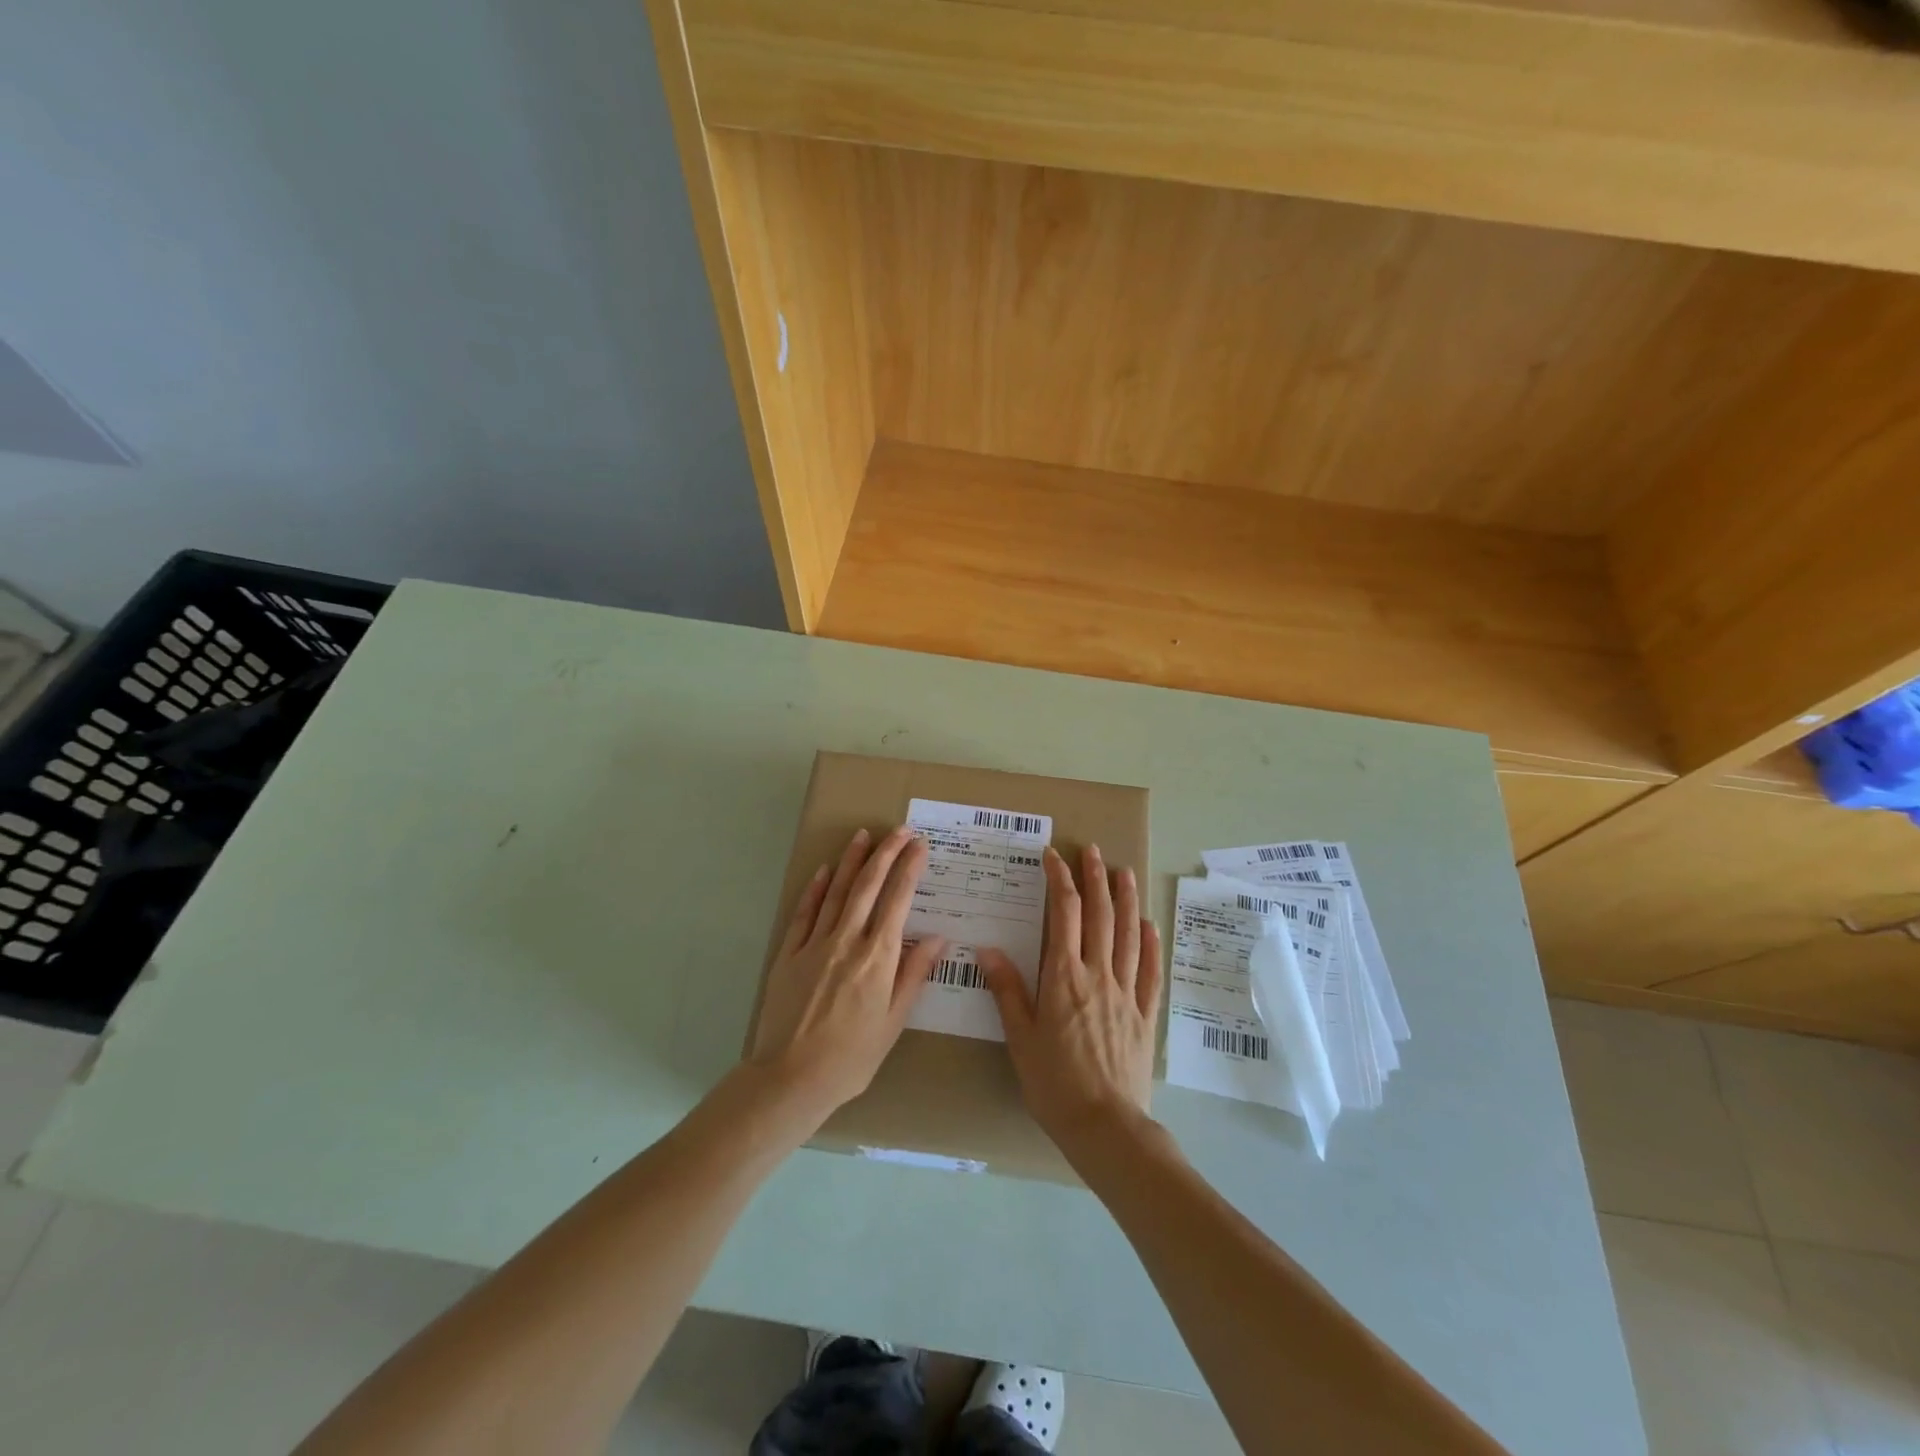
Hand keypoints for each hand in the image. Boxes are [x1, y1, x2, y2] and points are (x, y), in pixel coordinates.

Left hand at [749, 826, 944, 1126]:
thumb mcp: (893, 1021)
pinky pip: (805, 912)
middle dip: (886, 853)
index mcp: (878, 957)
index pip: (898, 900)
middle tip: (899, 830)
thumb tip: (939, 937)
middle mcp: (847, 940)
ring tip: (863, 835)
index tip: (920, 845)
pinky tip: (825, 871)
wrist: (791, 1078)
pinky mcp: (789, 953)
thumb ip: (915, 974)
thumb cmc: (852, 1057)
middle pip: (868, 885)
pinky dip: (816, 889)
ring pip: (837, 891)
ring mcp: (815, 944)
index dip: (910, 868)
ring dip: (852, 860)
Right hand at [981, 844, 1162, 1155]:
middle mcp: (1098, 974)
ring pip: (1129, 934)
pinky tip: (1148, 925)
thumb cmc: (1054, 1082)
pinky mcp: (1144, 1013)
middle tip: (1093, 851)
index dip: (1060, 880)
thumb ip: (1007, 990)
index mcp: (1064, 976)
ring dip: (1126, 900)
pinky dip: (1150, 943)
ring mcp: (1126, 992)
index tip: (1053, 856)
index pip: (1064, 914)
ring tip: (1124, 872)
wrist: (1105, 1125)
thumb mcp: (1020, 1037)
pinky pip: (1150, 970)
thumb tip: (988, 949)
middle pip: (1100, 915)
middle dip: (1095, 878)